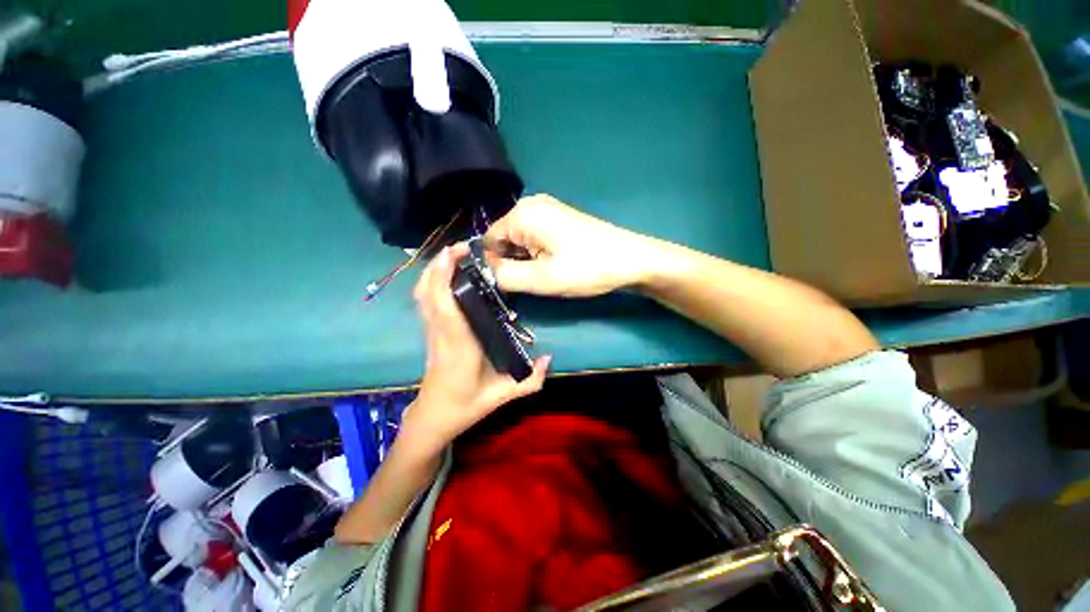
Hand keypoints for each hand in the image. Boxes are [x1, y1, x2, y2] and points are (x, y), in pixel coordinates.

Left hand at [406, 243, 550, 450]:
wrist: (433, 418)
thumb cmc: (465, 406)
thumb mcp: (501, 396)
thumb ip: (529, 381)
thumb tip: (550, 358)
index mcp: (458, 345)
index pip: (445, 305)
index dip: (445, 275)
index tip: (457, 252)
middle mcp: (440, 333)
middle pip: (428, 292)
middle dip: (439, 264)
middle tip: (462, 247)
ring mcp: (431, 331)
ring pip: (422, 294)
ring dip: (434, 270)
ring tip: (455, 255)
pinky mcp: (430, 332)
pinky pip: (425, 301)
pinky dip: (431, 282)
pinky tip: (447, 274)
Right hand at [485, 194, 659, 297]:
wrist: (630, 260)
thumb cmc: (586, 268)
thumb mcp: (541, 279)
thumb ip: (505, 276)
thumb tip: (489, 272)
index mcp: (522, 214)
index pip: (487, 241)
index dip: (495, 266)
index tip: (514, 283)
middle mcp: (531, 205)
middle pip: (503, 239)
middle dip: (513, 262)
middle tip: (534, 280)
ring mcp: (547, 209)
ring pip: (520, 241)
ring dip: (527, 260)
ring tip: (548, 273)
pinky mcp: (559, 218)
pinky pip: (534, 237)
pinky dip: (538, 254)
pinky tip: (555, 264)